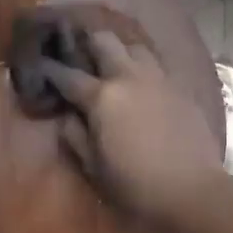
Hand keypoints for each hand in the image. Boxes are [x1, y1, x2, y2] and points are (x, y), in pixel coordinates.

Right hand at [44, 30, 225, 229]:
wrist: (192, 190)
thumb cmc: (135, 184)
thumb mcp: (93, 166)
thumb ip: (75, 135)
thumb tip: (67, 116)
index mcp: (102, 97)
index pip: (68, 75)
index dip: (51, 69)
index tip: (40, 64)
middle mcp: (128, 77)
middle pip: (104, 42)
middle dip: (86, 42)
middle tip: (78, 51)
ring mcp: (158, 79)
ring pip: (134, 46)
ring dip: (119, 49)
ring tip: (112, 61)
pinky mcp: (180, 87)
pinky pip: (157, 64)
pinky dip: (142, 65)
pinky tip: (140, 79)